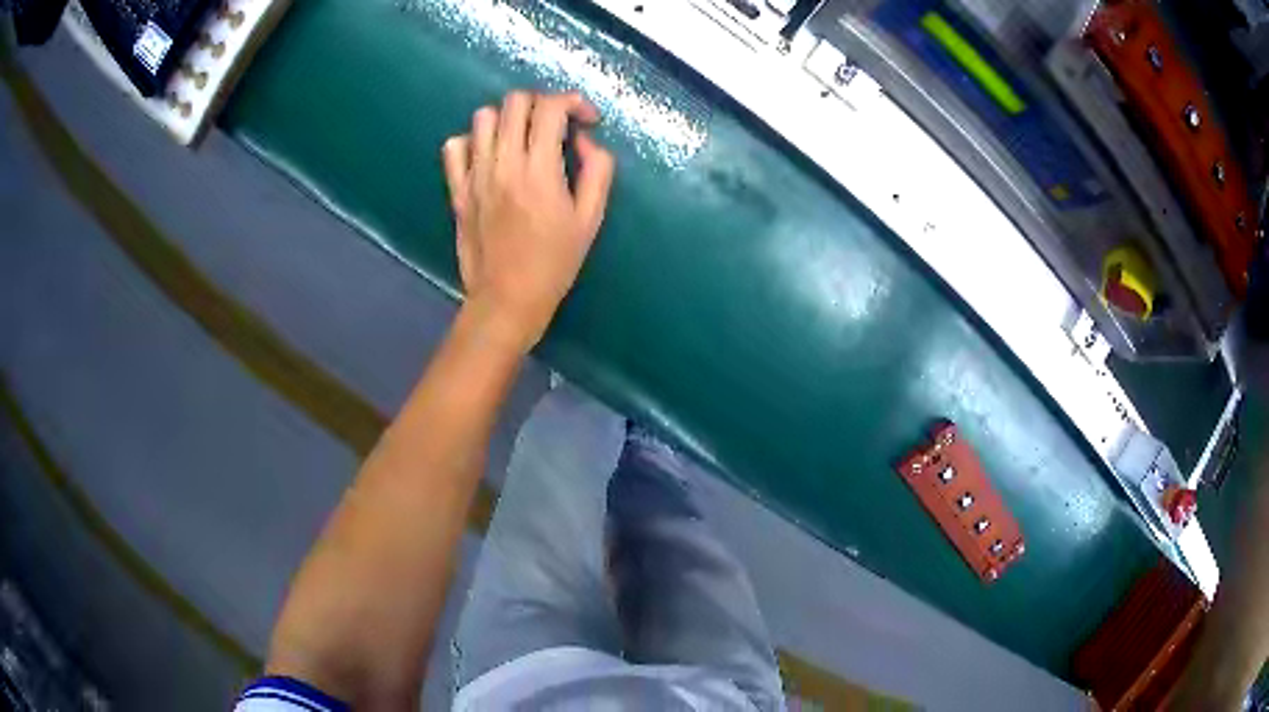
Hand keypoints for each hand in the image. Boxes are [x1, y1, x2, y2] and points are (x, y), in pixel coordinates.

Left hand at [442, 91, 614, 353]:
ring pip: (483, 117)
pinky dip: (472, 140)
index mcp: (540, 170)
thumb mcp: (591, 219)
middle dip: (542, 103)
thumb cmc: (554, 263)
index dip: (573, 102)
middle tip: (555, 125)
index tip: (586, 120)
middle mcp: (503, 163)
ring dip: (507, 118)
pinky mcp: (456, 189)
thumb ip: (597, 170)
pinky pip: (454, 147)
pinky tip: (488, 155)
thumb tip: (584, 140)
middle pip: (515, 102)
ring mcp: (474, 175)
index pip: (551, 108)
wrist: (506, 299)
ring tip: (522, 137)